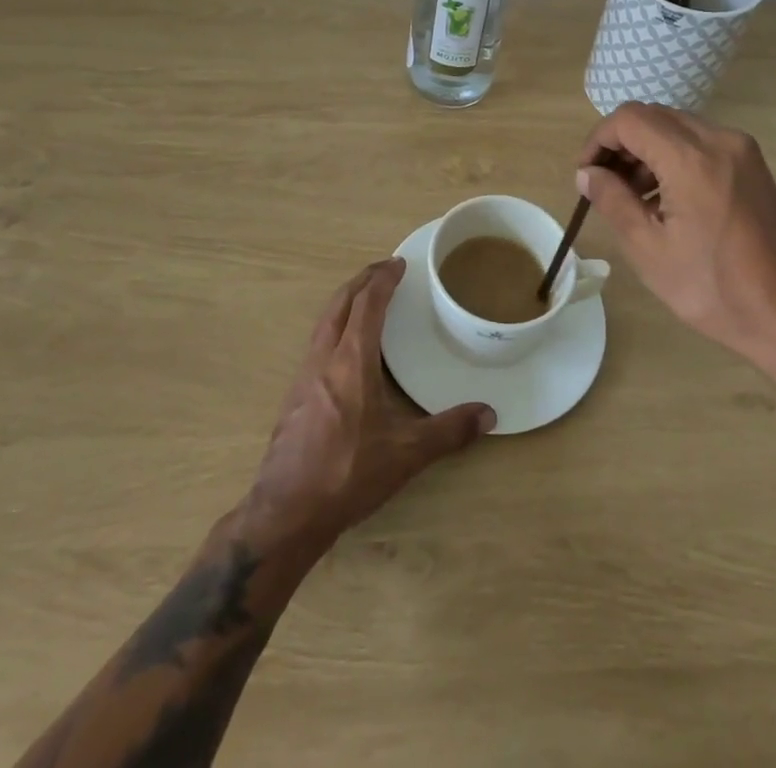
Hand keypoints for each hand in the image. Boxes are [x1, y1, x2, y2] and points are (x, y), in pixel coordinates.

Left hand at [244, 258, 494, 549]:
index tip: (399, 264)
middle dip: (361, 281)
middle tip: (383, 270)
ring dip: (345, 302)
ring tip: (365, 301)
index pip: (367, 304)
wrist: (286, 512)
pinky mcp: (294, 397)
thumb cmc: (348, 473)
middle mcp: (323, 358)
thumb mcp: (406, 453)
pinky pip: (317, 344)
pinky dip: (335, 327)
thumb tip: (489, 414)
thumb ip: (449, 431)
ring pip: (324, 322)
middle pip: (339, 304)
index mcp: (351, 360)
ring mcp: (303, 377)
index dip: (383, 280)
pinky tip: (345, 350)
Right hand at [577, 103, 775, 373]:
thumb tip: (587, 174)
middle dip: (621, 144)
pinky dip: (673, 157)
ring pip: (676, 127)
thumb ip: (613, 202)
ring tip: (633, 197)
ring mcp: (741, 150)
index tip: (586, 175)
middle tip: (604, 186)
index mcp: (691, 159)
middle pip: (653, 116)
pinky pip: (700, 143)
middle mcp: (719, 140)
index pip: (629, 119)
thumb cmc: (716, 290)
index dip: (598, 140)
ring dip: (646, 151)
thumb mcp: (650, 251)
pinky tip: (666, 199)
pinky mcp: (752, 165)